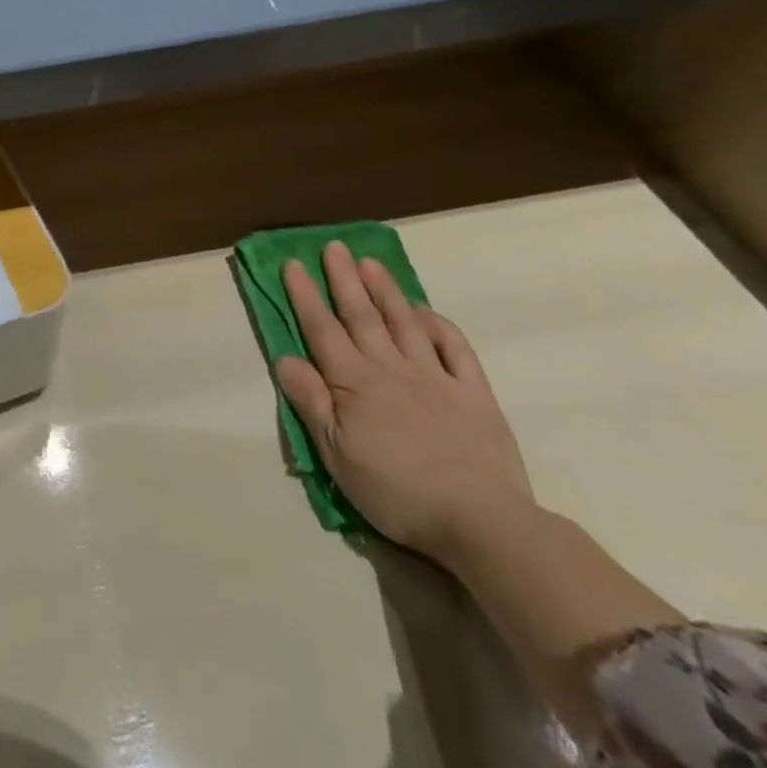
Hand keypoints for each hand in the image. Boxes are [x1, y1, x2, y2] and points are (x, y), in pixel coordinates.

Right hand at [273, 242, 532, 559]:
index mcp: (354, 383)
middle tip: (334, 246)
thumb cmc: (395, 490)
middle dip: (344, 279)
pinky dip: (439, 327)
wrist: (481, 521)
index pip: (322, 329)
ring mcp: (436, 378)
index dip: (305, 295)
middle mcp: (391, 369)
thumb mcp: (335, 453)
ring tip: (371, 263)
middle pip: (362, 315)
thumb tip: (285, 357)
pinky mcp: (474, 395)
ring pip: (405, 324)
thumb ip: (311, 401)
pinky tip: (426, 312)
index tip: (293, 263)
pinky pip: (456, 350)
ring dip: (386, 291)